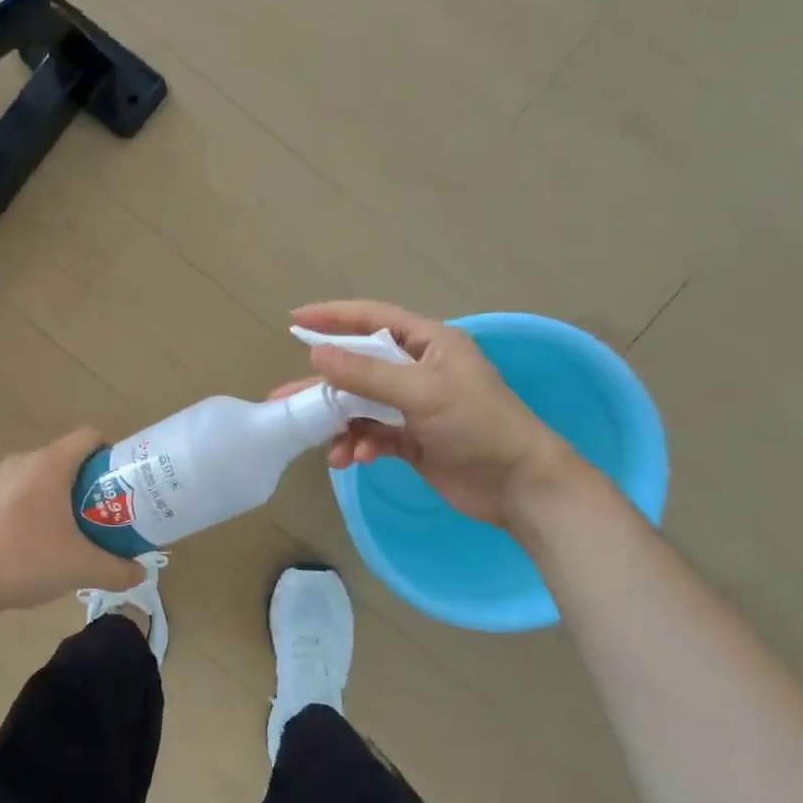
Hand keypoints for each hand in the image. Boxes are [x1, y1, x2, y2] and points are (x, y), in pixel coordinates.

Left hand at [0, 427, 145, 610]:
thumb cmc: (26, 561)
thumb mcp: (81, 568)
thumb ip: (117, 570)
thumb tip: (140, 574)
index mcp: (49, 465)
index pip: (88, 437)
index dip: (108, 452)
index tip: (118, 480)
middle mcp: (19, 462)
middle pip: (61, 459)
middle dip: (81, 482)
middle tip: (95, 513)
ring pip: (31, 477)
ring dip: (49, 496)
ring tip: (58, 531)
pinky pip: (5, 495)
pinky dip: (19, 509)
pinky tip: (20, 543)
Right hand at [280, 300, 582, 527]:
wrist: (519, 485)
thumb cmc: (477, 425)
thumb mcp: (421, 392)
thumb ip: (366, 374)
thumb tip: (316, 354)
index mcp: (429, 343)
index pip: (373, 319)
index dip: (333, 317)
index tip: (294, 320)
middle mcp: (418, 369)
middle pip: (359, 367)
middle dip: (324, 385)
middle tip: (283, 398)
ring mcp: (414, 406)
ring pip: (361, 406)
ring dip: (341, 425)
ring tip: (329, 448)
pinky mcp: (411, 439)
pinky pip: (372, 434)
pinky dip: (359, 444)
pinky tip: (354, 459)